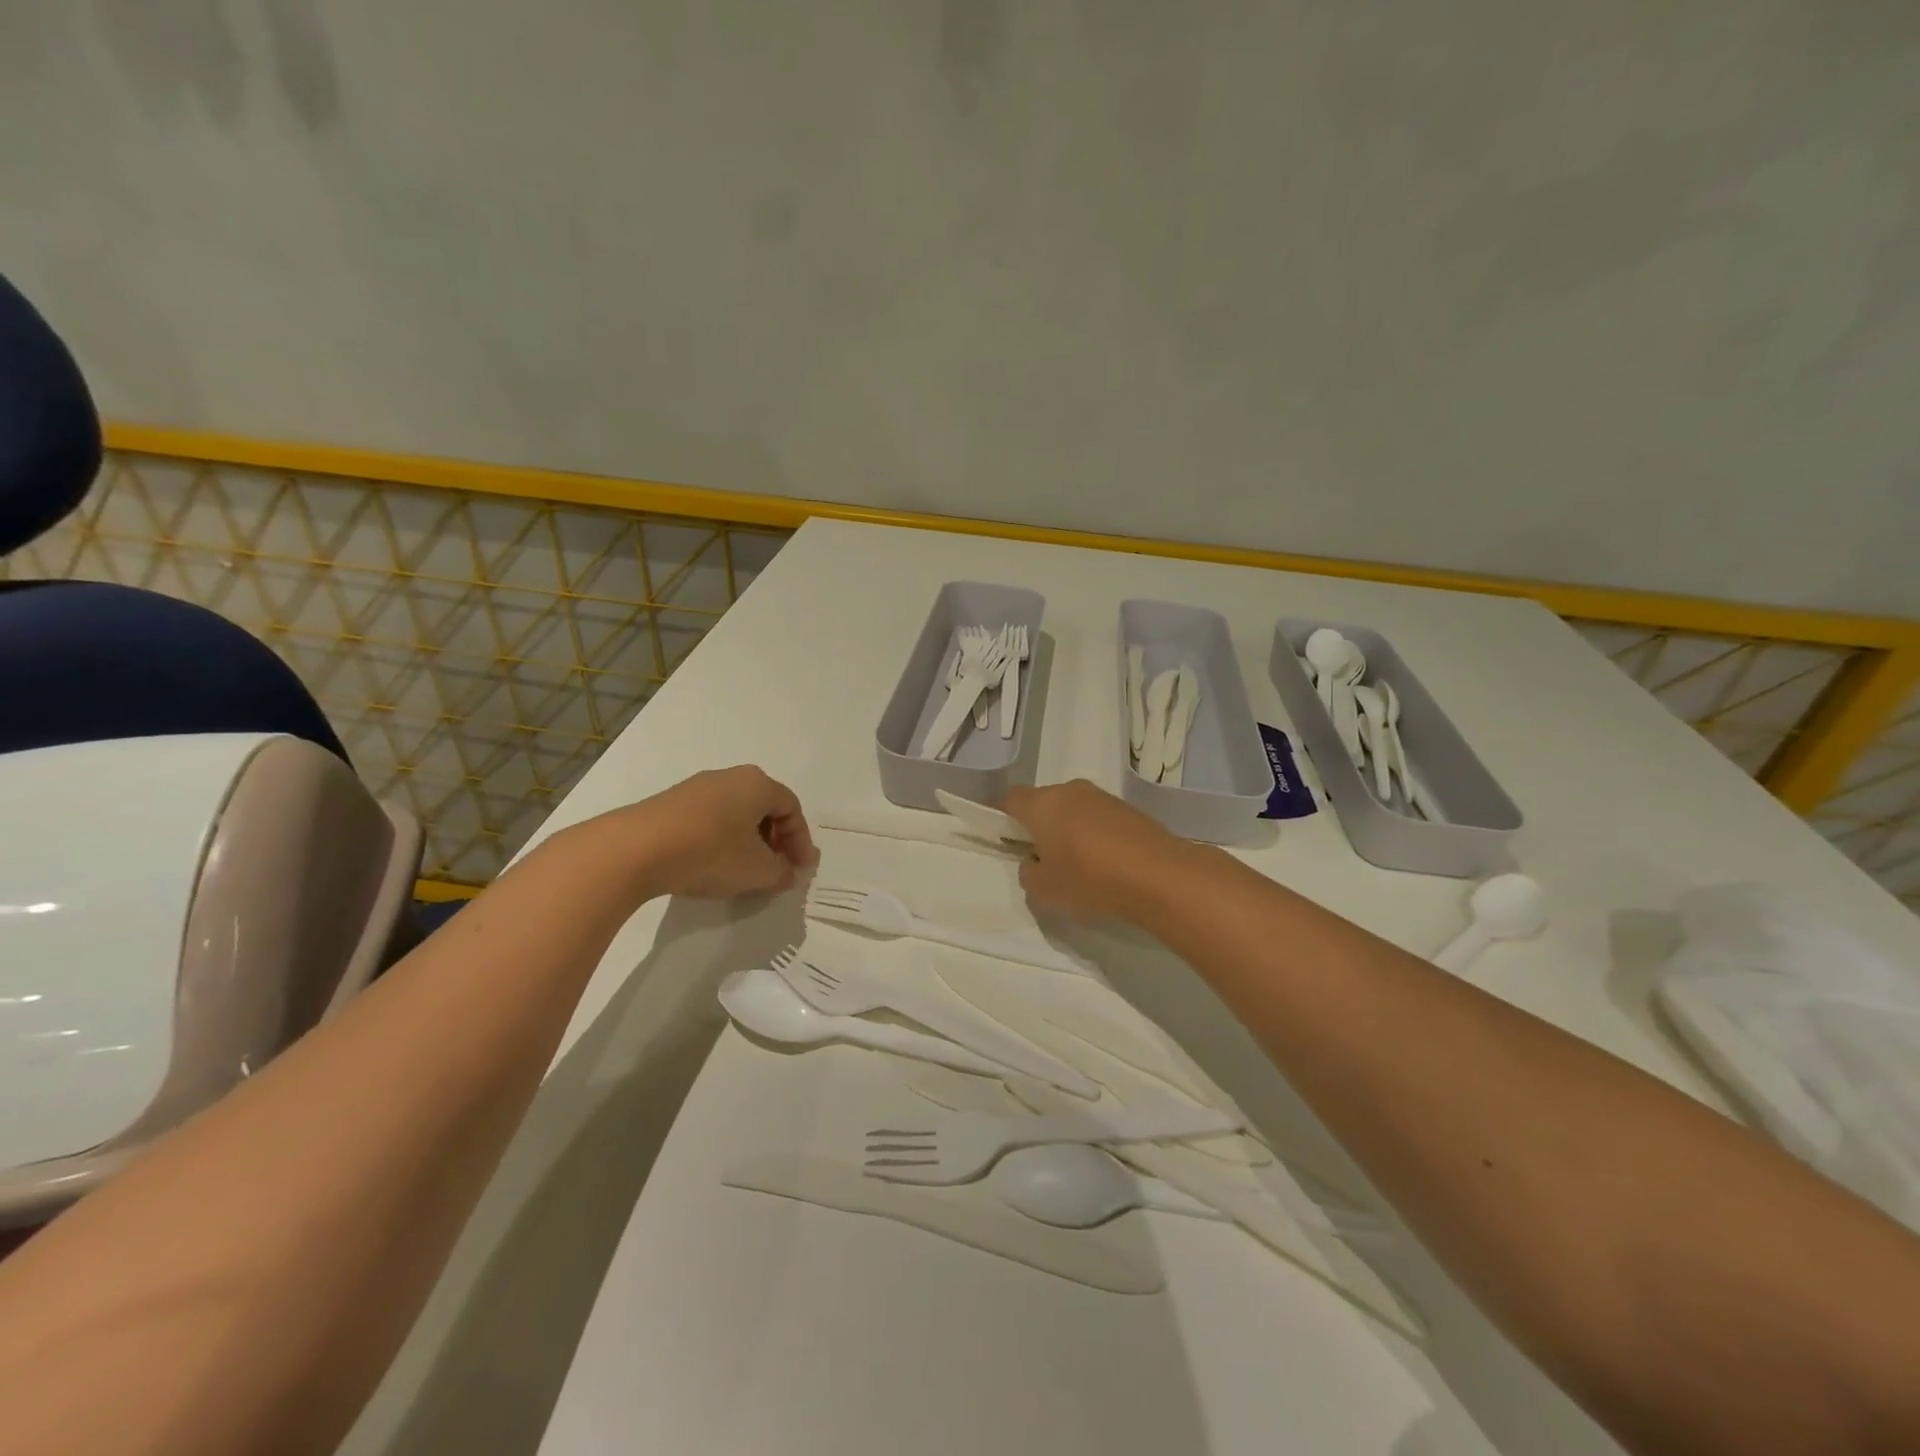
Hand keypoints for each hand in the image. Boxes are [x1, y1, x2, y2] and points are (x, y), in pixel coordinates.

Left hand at [586, 765, 816, 900]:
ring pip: (736, 814)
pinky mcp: (670, 804)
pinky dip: (721, 841)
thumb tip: (787, 873)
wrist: (634, 850)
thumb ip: (781, 873)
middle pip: (764, 808)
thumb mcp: (757, 871)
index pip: (792, 809)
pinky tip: (712, 866)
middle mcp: (730, 777)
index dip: (801, 842)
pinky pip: (710, 820)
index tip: (801, 871)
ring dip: (748, 842)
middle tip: (777, 869)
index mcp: (757, 784)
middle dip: (776, 841)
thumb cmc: (709, 853)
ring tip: (745, 872)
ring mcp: (696, 788)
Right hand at [1002, 779, 1178, 923]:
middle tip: (1043, 857)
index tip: (1006, 838)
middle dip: (1039, 824)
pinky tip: (1105, 862)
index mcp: (1042, 805)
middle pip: (1043, 802)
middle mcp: (1070, 791)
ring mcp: (1103, 797)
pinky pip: (1099, 818)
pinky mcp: (1129, 809)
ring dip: (1069, 829)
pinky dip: (1095, 834)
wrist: (1160, 876)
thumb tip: (1035, 860)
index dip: (1003, 816)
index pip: (1010, 799)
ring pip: (1073, 809)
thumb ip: (1029, 872)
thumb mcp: (1044, 890)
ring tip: (1078, 864)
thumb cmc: (1090, 880)